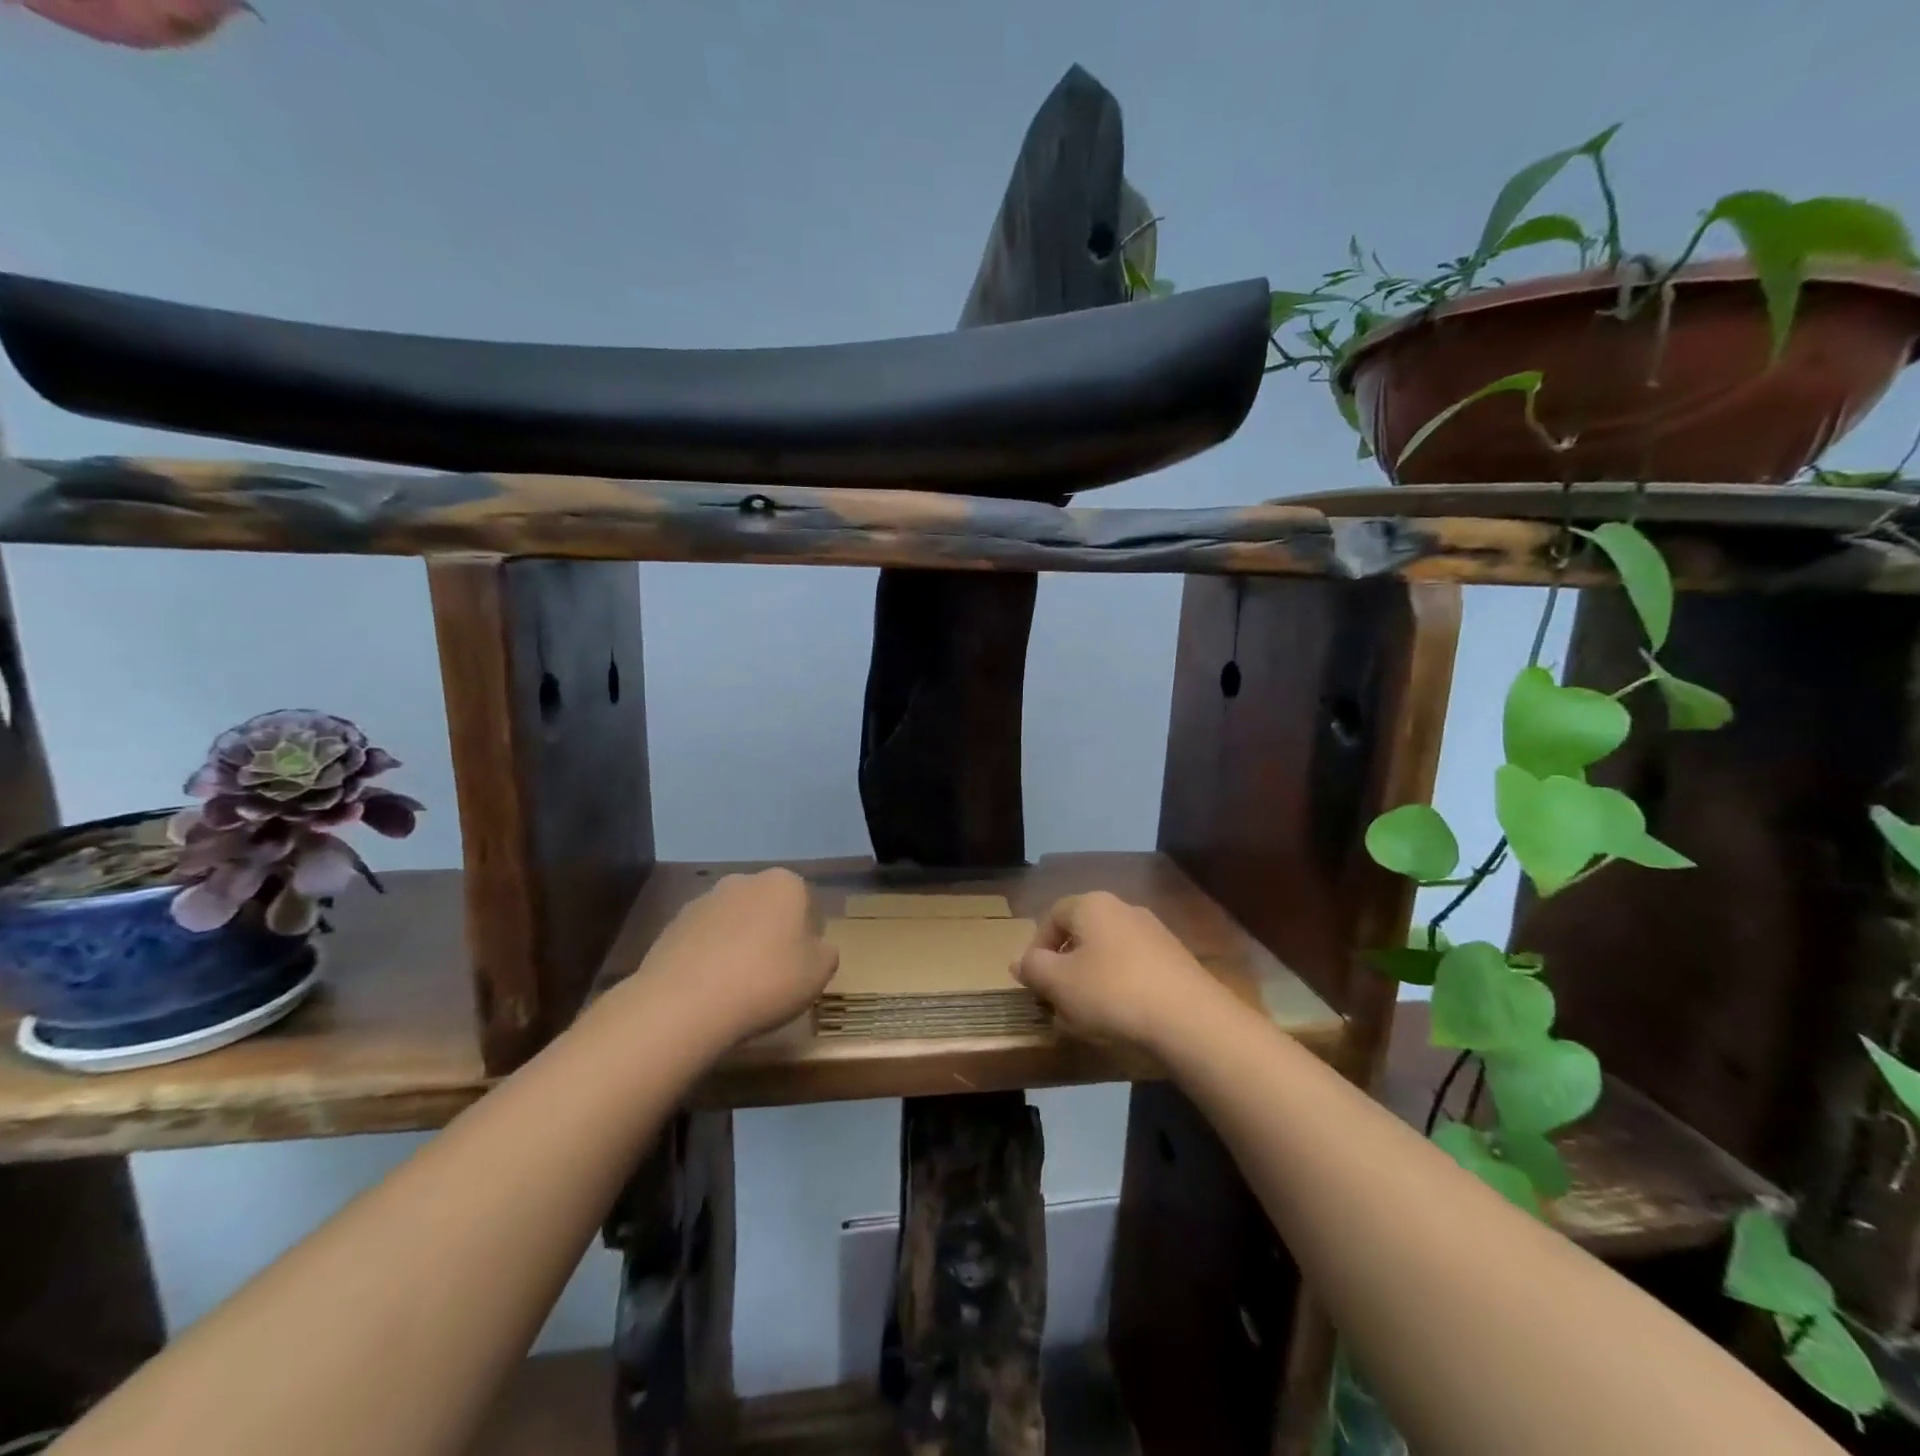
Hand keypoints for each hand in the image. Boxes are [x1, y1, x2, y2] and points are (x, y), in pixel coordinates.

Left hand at [624, 868, 838, 1047]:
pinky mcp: (672, 925)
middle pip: (768, 907)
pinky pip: (703, 939)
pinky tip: (709, 988)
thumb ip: (826, 953)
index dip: (808, 936)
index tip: (802, 966)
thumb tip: (817, 948)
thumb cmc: (766, 980)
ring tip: (737, 986)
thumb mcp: (819, 973)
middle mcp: (744, 880)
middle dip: (771, 933)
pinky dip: (709, 956)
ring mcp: (704, 900)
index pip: (807, 904)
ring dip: (738, 943)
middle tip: (773, 975)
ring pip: (734, 921)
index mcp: (785, 883)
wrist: (685, 1003)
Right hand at [1013, 891, 1224, 1052]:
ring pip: (1108, 954)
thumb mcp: (1058, 983)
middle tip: (1057, 1002)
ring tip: (1087, 1017)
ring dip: (1091, 981)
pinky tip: (1121, 1019)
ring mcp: (1154, 933)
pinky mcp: (1176, 960)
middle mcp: (1124, 909)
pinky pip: (1134, 969)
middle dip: (1065, 968)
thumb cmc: (1112, 992)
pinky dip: (1121, 989)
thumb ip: (1033, 968)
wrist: (1189, 1019)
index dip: (1037, 949)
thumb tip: (1020, 961)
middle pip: (1081, 935)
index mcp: (1092, 905)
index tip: (1034, 983)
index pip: (1052, 916)